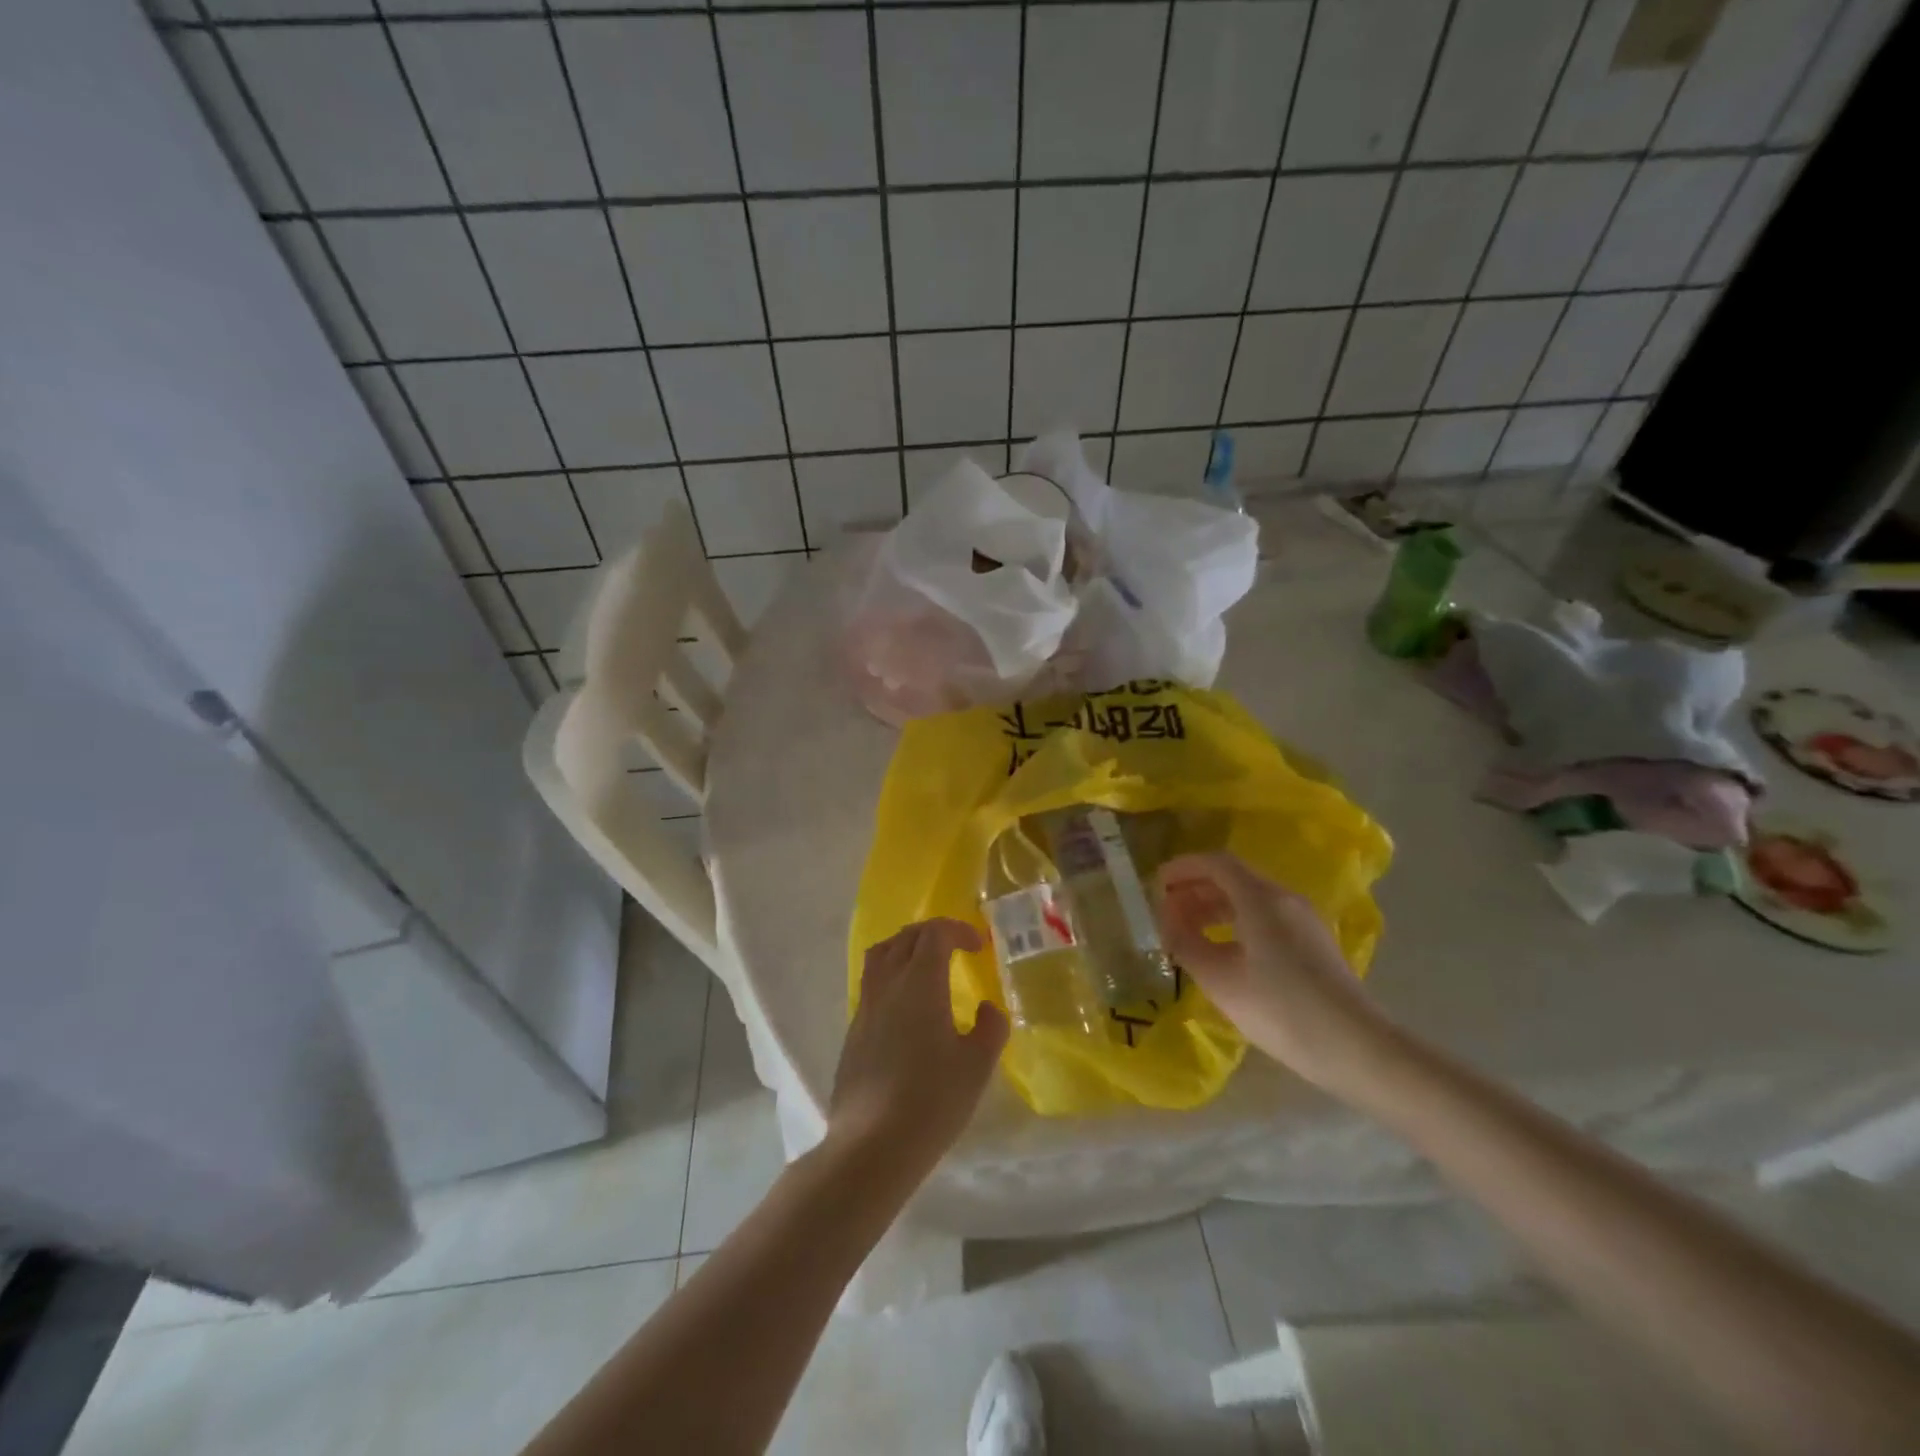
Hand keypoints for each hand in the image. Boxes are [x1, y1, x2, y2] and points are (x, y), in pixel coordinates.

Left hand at [829, 919, 1007, 1179]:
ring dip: (905, 948)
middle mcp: (888, 984)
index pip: (935, 933)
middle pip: (905, 937)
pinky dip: (891, 975)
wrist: (871, 1145)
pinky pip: (871, 983)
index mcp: (920, 982)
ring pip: (881, 955)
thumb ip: (990, 1028)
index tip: (978, 946)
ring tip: (926, 966)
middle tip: (956, 948)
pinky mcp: (853, 1031)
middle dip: (932, 933)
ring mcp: (865, 1007)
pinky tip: (906, 1007)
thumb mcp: (976, 1066)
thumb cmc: (931, 1101)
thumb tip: (987, 1009)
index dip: (958, 930)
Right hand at [1155, 852, 1387, 1089]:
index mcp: (1261, 898)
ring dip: (1214, 908)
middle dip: (1195, 889)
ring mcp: (1303, 921)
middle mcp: (1284, 899)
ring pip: (1249, 899)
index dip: (1183, 867)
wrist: (1357, 1048)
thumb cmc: (1281, 1010)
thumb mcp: (1220, 980)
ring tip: (1187, 933)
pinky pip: (1265, 918)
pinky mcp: (1312, 944)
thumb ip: (1186, 944)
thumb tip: (1167, 920)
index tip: (1156, 883)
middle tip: (1166, 911)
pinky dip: (1235, 923)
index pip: (1216, 863)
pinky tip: (1222, 953)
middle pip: (1233, 879)